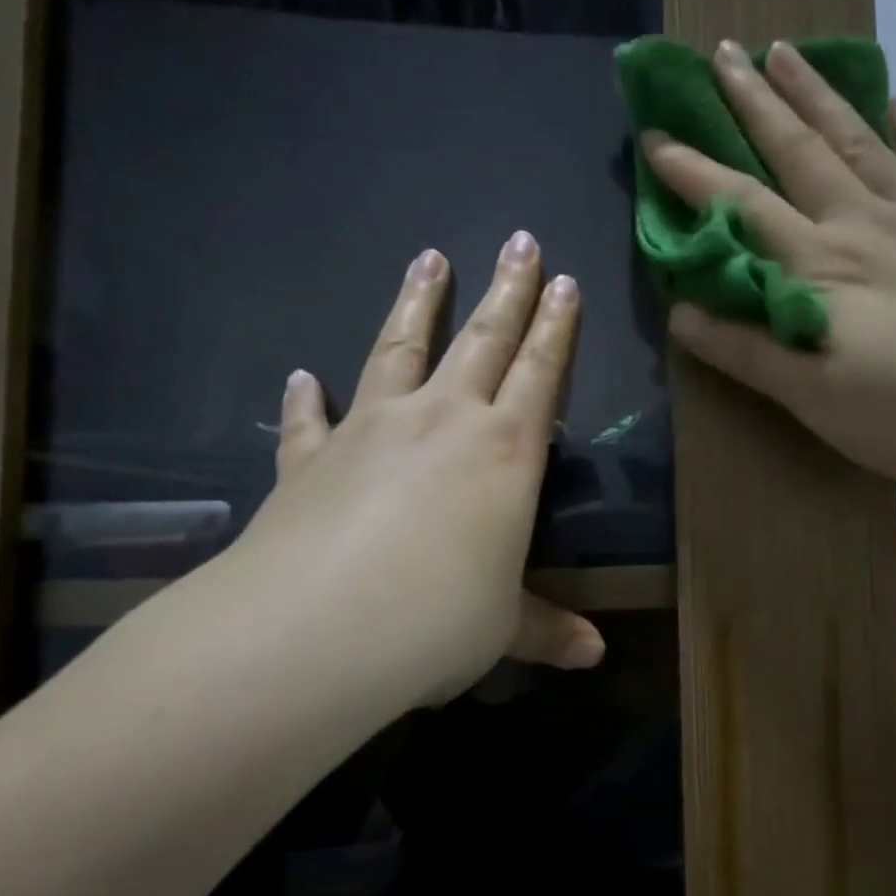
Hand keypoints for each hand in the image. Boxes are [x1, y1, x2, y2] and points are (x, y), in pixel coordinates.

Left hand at [203, 233, 602, 714]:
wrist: (317, 629)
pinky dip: (307, 396)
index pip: (541, 373)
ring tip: (428, 258)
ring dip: (418, 302)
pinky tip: (301, 375)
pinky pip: (312, 418)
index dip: (556, 328)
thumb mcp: (505, 629)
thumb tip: (594, 655)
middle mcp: (442, 422)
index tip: (565, 281)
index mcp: (504, 453)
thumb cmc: (438, 621)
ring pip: (401, 349)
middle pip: (482, 339)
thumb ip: (548, 629)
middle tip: (520, 240)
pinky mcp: (312, 458)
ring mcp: (372, 431)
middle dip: (507, 289)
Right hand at [645, 39, 895, 488]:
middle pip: (799, 153)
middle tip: (722, 52)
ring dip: (819, 96)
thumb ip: (748, 352)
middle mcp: (862, 226)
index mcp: (820, 267)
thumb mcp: (813, 398)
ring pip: (860, 143)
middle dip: (754, 103)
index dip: (695, 173)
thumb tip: (681, 315)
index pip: (743, 207)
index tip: (656, 137)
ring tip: (788, 51)